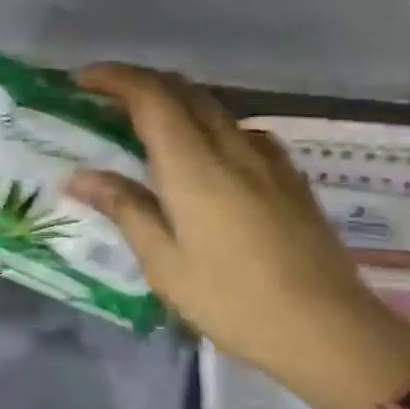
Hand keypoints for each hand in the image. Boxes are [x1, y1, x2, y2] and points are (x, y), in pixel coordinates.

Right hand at [67, 64, 409, 408]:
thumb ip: (126, 210)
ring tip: (146, 126)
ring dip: (174, 101)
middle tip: (105, 101)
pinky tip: (205, 157)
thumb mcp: (166, 265)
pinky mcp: (289, 175)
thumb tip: (81, 176)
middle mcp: (232, 147)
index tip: (81, 80)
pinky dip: (208, 125)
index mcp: (194, 166)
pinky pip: (241, 130)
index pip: (150, 96)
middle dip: (140, 83)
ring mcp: (267, 158)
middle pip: (183, 90)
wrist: (328, 330)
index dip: (113, 78)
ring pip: (213, 107)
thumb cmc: (234, 302)